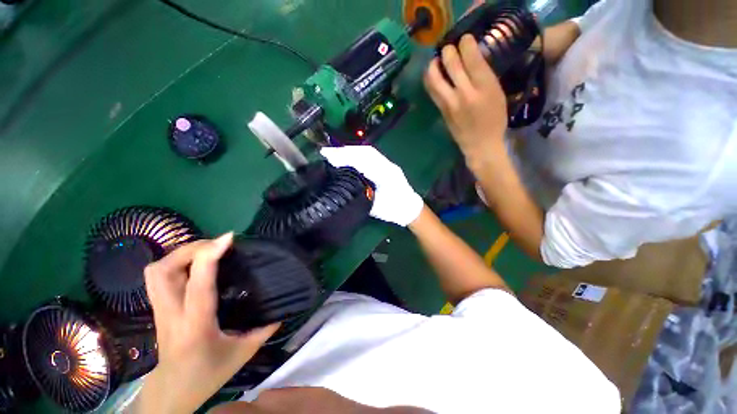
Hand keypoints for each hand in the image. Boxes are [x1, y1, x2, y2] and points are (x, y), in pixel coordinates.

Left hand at [138, 233, 279, 413]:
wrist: (173, 391)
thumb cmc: (208, 374)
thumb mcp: (243, 352)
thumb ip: (265, 328)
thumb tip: (283, 308)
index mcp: (196, 325)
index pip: (198, 283)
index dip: (210, 255)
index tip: (228, 238)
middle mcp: (172, 314)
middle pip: (164, 270)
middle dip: (190, 249)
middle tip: (216, 245)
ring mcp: (160, 310)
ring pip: (155, 272)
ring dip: (180, 254)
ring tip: (206, 251)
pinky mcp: (158, 308)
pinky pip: (158, 277)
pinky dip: (175, 262)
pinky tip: (195, 264)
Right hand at [320, 146, 423, 226]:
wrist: (410, 208)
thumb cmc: (394, 211)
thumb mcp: (376, 208)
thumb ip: (362, 196)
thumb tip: (344, 187)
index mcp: (386, 175)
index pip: (363, 161)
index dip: (345, 157)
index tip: (328, 156)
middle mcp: (388, 165)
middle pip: (365, 152)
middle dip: (345, 151)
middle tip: (327, 153)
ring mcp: (389, 164)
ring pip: (368, 152)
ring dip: (350, 151)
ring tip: (334, 153)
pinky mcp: (387, 166)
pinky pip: (371, 157)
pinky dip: (357, 155)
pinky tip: (348, 158)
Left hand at [424, 34, 507, 161]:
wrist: (480, 145)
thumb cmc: (494, 120)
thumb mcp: (497, 94)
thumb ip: (485, 76)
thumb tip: (472, 59)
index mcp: (484, 87)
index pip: (471, 58)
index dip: (465, 43)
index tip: (464, 38)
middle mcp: (464, 93)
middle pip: (450, 64)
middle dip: (447, 50)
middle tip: (448, 47)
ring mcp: (450, 103)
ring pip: (434, 78)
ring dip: (433, 65)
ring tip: (436, 61)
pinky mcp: (441, 111)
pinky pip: (432, 91)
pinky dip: (430, 80)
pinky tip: (433, 76)